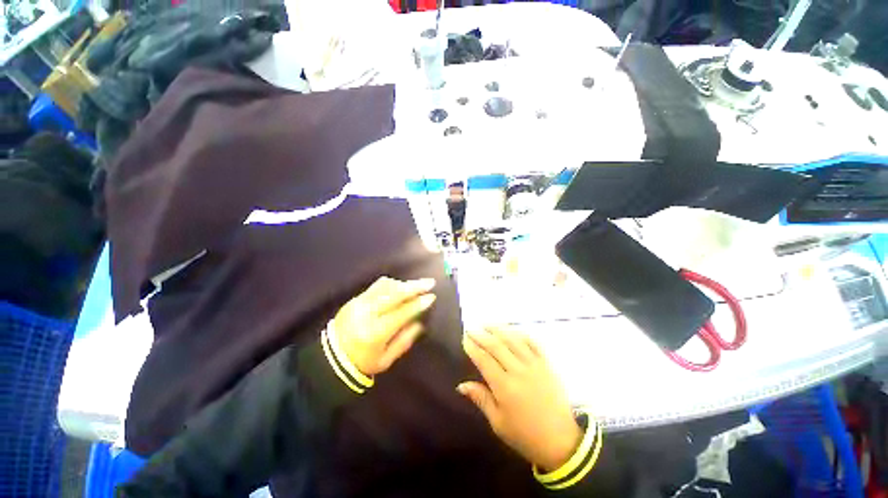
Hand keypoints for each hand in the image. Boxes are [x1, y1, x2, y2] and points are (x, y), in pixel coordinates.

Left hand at [334, 276, 436, 375]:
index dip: (418, 304)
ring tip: (415, 285)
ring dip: (403, 284)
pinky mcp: (354, 299)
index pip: (401, 313)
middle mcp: (366, 313)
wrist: (330, 358)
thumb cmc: (362, 362)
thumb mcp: (386, 360)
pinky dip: (391, 284)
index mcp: (375, 332)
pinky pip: (376, 286)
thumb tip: (420, 322)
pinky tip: (399, 287)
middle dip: (414, 286)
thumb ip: (404, 340)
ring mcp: (358, 303)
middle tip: (429, 282)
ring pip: (385, 286)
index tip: (432, 297)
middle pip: (394, 294)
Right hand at [458, 327, 581, 470]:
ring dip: (498, 329)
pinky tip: (512, 330)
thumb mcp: (498, 423)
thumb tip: (461, 385)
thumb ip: (481, 399)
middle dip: (481, 335)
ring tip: (486, 324)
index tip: (464, 338)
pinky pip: (533, 343)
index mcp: (505, 387)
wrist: (561, 441)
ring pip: (513, 340)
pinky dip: (520, 334)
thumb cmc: (525, 435)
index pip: (484, 360)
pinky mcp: (546, 364)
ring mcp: (534, 365)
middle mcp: (518, 371)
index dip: (473, 347)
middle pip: (496, 346)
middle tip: (471, 328)